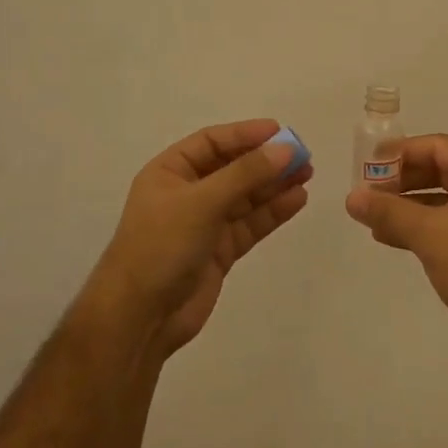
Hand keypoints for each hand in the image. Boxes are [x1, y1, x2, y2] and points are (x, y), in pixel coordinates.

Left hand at [87, 119, 311, 354]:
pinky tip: (297, 200)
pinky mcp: (219, 251)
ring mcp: (203, 224)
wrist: (140, 316)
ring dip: (274, 185)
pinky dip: (272, 212)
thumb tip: (285, 149)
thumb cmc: (161, 246)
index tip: (280, 131)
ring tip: (307, 174)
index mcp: (169, 172)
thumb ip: (245, 174)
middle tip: (303, 156)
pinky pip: (249, 224)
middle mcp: (187, 194)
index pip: (212, 142)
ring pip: (245, 198)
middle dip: (266, 161)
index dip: (245, 134)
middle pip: (232, 168)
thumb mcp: (202, 202)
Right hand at [345, 133, 447, 361]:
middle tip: (367, 192)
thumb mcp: (429, 235)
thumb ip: (388, 212)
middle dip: (401, 180)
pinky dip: (422, 226)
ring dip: (407, 205)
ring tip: (372, 217)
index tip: (367, 164)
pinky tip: (392, 237)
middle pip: (440, 169)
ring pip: (442, 198)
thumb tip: (351, 197)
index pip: (438, 146)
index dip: (401, 152)